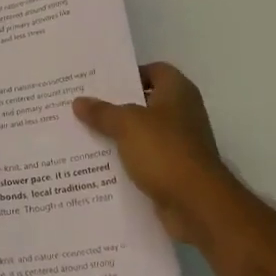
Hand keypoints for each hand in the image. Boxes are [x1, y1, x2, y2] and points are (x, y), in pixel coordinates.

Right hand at [73, 62, 246, 246]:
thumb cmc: (165, 151)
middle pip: (146, 102)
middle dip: (117, 105)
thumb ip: (102, 112)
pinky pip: (146, 159)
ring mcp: (181, 144)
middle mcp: (183, 113)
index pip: (154, 70)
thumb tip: (79, 101)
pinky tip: (101, 164)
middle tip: (85, 106)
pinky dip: (128, 161)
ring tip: (85, 134)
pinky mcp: (175, 171)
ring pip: (144, 133)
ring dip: (120, 136)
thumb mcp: (127, 125)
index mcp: (178, 92)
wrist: (197, 204)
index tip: (101, 82)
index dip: (129, 74)